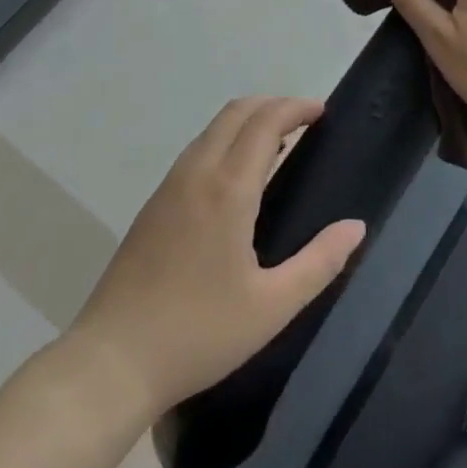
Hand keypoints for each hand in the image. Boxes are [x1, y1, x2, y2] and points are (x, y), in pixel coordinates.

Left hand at [65, 98, 364, 415]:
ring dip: (247, 122)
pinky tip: (236, 178)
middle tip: (304, 122)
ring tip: (277, 145)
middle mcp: (197, 173)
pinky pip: (196, 151)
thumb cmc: (198, 333)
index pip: (265, 121)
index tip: (322, 112)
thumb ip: (320, 263)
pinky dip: (225, 141)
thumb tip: (356, 227)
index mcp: (228, 188)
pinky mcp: (152, 205)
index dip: (296, 107)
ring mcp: (169, 187)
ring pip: (212, 129)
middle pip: (236, 112)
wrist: (110, 362)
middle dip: (273, 105)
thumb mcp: (272, 307)